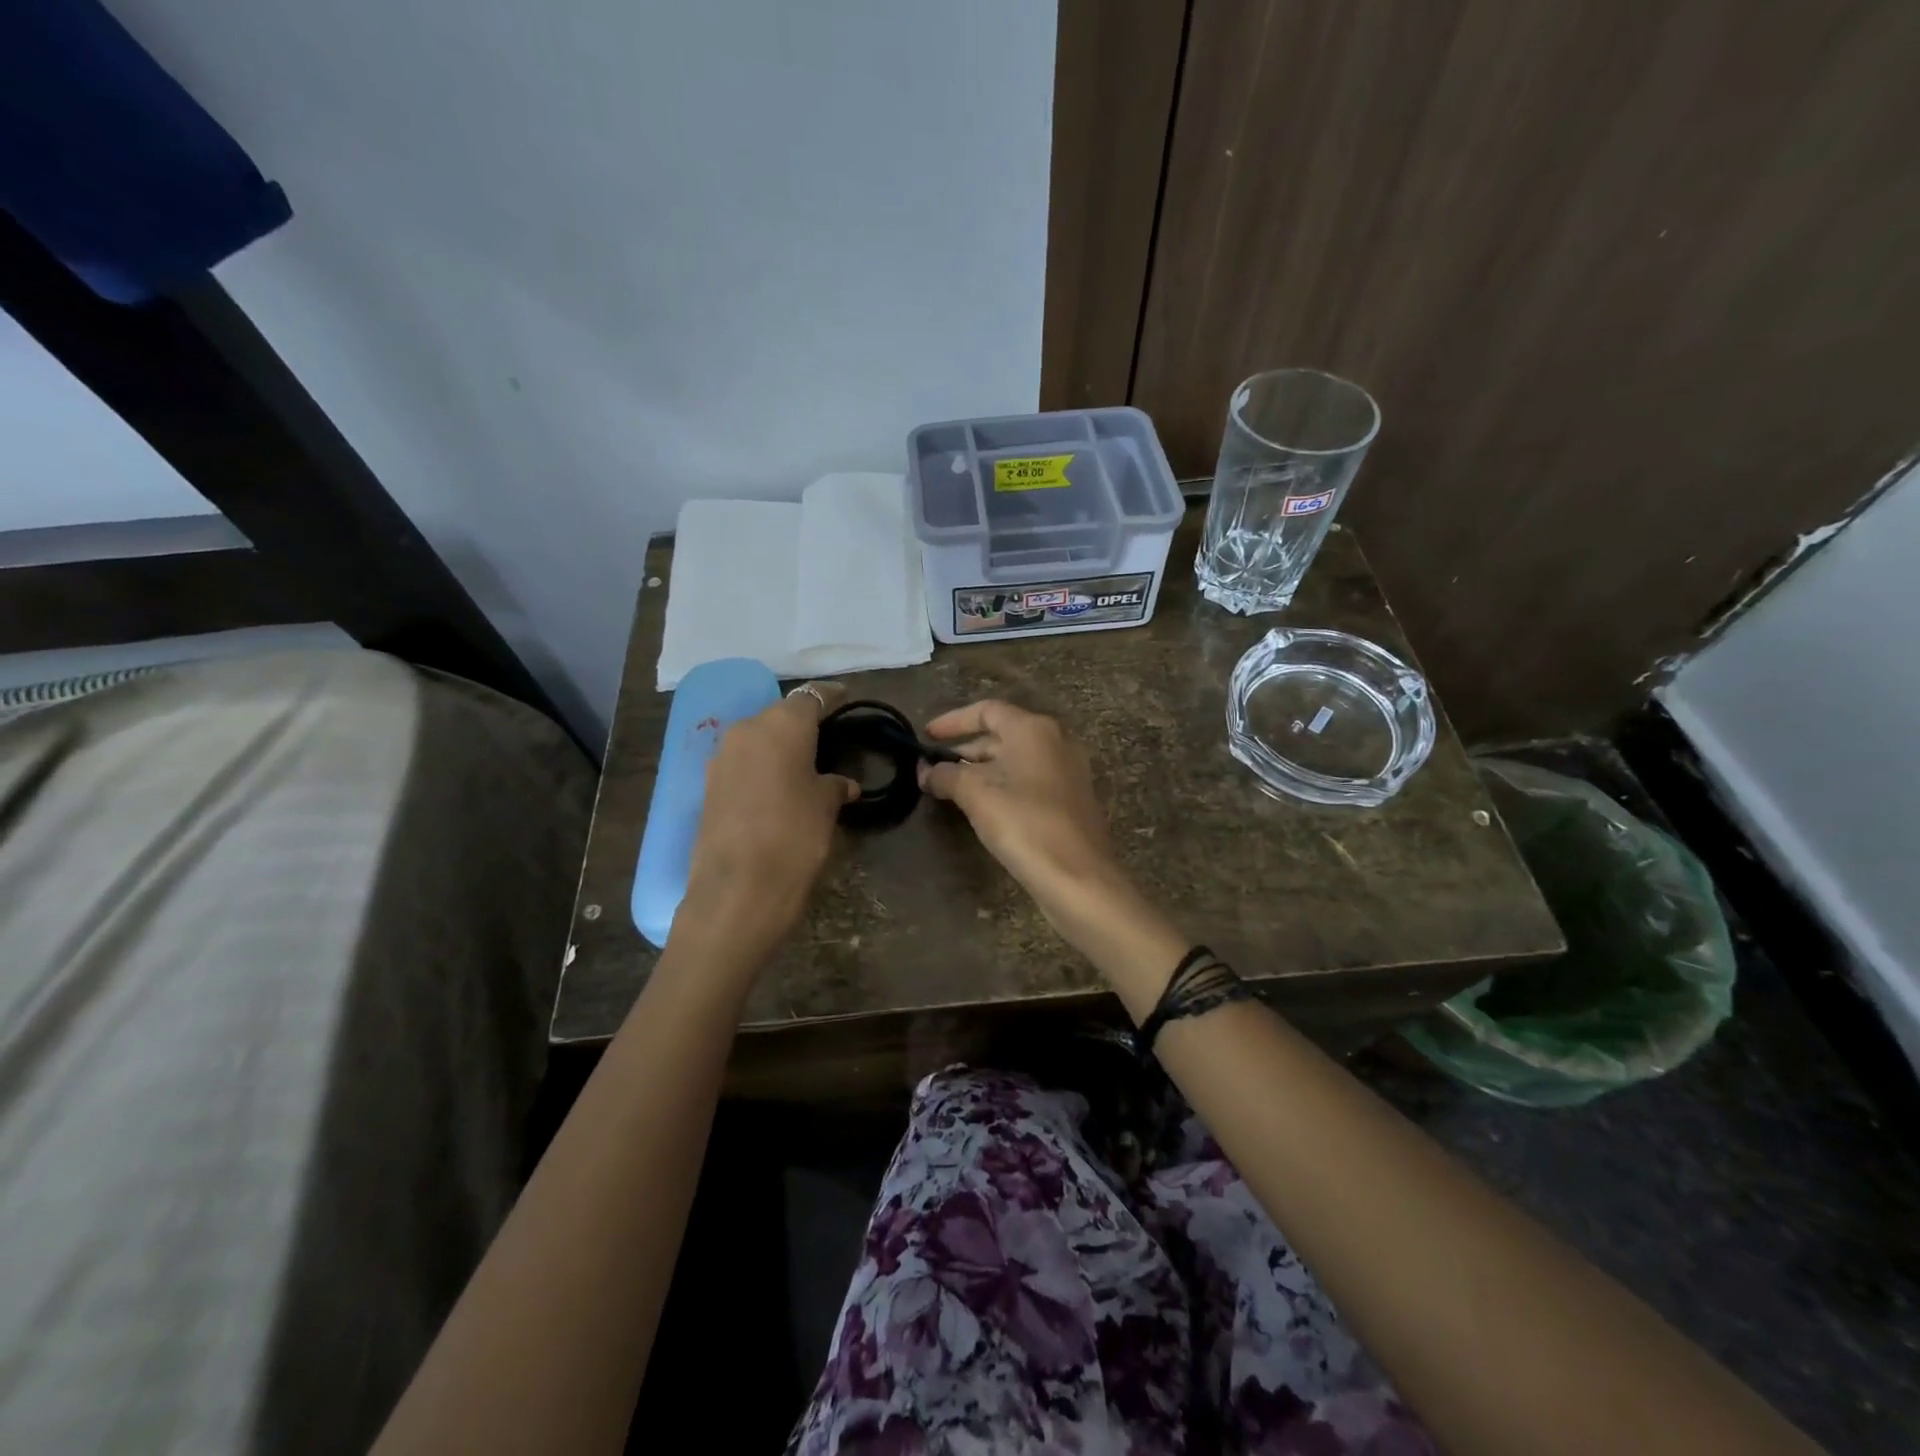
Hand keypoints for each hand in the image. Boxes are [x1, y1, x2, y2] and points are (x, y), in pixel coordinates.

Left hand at [678, 682, 858, 966]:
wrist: (738, 889)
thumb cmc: (795, 836)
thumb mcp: (825, 807)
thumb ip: (834, 785)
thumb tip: (842, 783)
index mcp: (781, 724)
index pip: (811, 697)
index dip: (831, 697)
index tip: (846, 698)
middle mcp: (746, 730)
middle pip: (780, 715)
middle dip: (803, 724)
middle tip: (827, 738)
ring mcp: (722, 758)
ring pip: (758, 739)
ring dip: (779, 747)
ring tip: (803, 766)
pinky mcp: (708, 786)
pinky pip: (742, 763)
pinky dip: (761, 767)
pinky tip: (777, 788)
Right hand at [917, 700, 1126, 917]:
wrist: (1077, 875)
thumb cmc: (1023, 822)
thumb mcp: (974, 793)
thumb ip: (945, 775)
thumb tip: (926, 771)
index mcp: (1034, 729)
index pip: (987, 710)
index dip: (953, 721)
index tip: (927, 736)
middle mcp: (1056, 741)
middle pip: (1002, 734)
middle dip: (966, 749)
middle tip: (935, 768)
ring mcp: (1068, 771)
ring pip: (1016, 760)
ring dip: (982, 770)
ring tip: (952, 790)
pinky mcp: (1072, 799)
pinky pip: (1030, 780)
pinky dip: (1004, 785)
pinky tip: (984, 808)